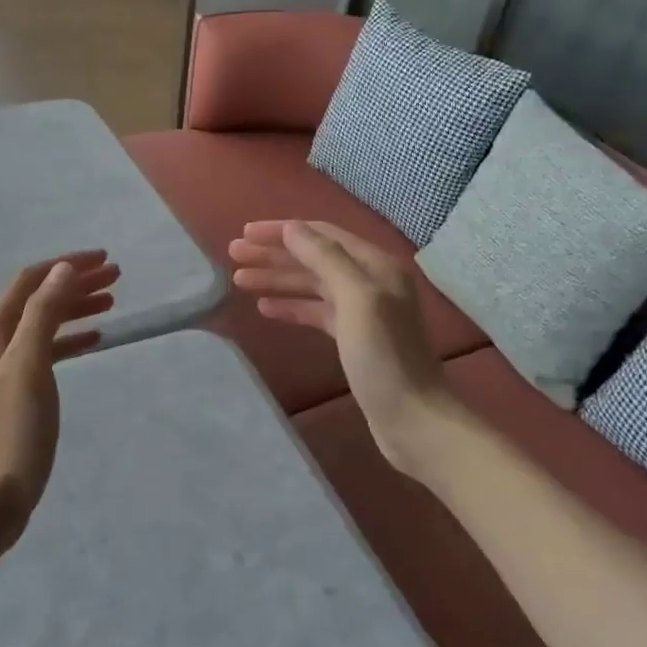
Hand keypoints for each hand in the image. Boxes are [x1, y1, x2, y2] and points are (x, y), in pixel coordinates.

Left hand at [0, 250, 119, 550]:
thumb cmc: (10, 431)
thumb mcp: (29, 366)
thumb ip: (43, 313)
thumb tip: (62, 269)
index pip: (30, 280)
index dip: (66, 265)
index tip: (105, 259)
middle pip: (37, 298)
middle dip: (75, 283)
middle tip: (117, 277)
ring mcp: (0, 369)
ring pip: (42, 324)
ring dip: (74, 308)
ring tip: (112, 301)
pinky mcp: (12, 394)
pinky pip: (44, 352)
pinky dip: (69, 340)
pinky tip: (94, 340)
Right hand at [229, 221, 447, 476]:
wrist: (413, 418)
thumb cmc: (384, 356)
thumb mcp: (357, 299)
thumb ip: (325, 258)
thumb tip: (291, 228)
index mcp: (375, 265)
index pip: (321, 234)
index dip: (282, 231)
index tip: (245, 233)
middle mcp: (370, 281)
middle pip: (313, 257)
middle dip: (274, 253)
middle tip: (234, 254)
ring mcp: (362, 311)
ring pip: (312, 284)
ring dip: (277, 278)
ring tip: (239, 279)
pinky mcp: (353, 339)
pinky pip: (316, 312)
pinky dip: (291, 306)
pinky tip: (265, 308)